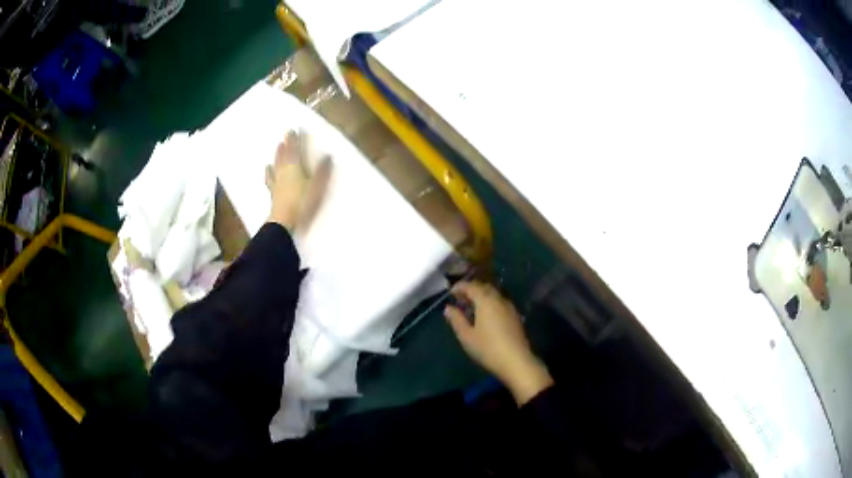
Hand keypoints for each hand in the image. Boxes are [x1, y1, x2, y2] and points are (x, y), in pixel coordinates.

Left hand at [266, 130, 330, 232]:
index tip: (292, 130)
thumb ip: (322, 171)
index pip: (294, 150)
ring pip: (276, 165)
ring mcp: (277, 183)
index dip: (293, 140)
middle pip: (284, 155)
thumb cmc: (302, 202)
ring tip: (277, 149)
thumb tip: (327, 155)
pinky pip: (270, 179)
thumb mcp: (317, 186)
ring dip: (277, 156)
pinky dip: (269, 173)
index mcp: (294, 167)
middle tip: (285, 137)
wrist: (284, 222)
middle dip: (285, 145)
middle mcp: (283, 172)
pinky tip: (267, 171)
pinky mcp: (273, 193)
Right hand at [445, 281, 552, 405]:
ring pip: (493, 295)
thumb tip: (448, 308)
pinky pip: (500, 303)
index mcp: (485, 300)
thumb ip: (456, 320)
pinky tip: (485, 315)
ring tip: (471, 307)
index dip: (460, 287)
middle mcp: (499, 299)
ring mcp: (509, 307)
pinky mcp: (515, 316)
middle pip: (484, 287)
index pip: (471, 286)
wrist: (516, 361)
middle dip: (471, 290)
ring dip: (482, 296)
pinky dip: (490, 303)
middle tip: (460, 298)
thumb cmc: (488, 348)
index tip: (451, 292)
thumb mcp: (467, 336)